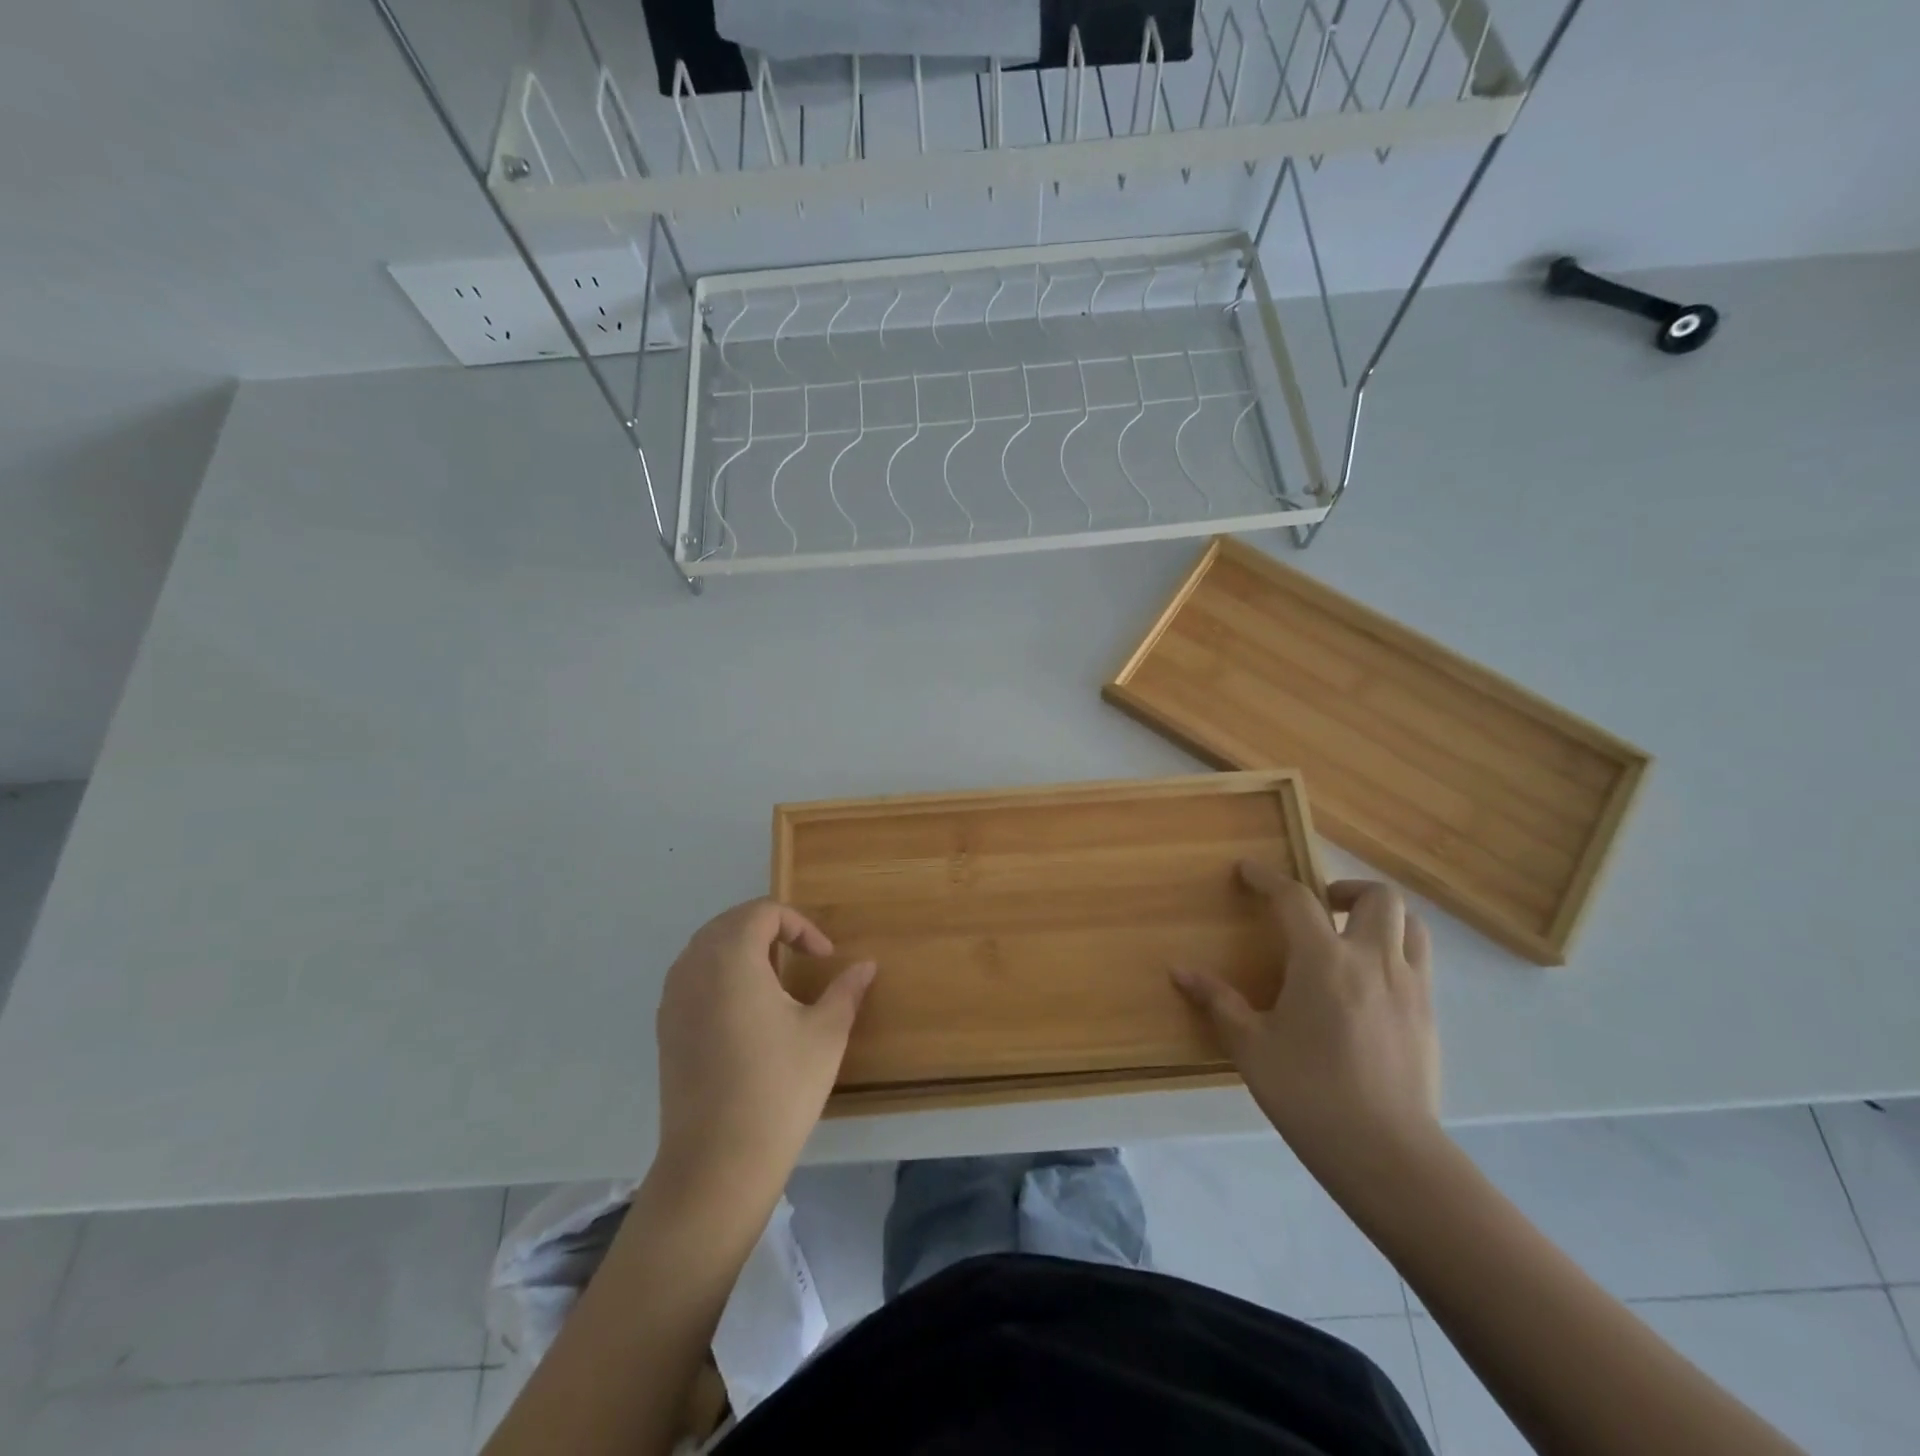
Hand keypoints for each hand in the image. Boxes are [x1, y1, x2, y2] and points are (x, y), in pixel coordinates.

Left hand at [654, 899, 875, 1202]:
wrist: (717, 1163)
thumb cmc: (779, 1088)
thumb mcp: (826, 1034)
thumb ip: (846, 990)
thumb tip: (866, 965)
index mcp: (731, 958)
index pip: (763, 912)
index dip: (800, 925)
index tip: (825, 957)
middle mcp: (694, 968)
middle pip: (730, 922)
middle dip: (769, 929)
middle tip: (802, 956)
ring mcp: (673, 999)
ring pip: (706, 947)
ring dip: (742, 948)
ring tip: (775, 977)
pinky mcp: (665, 1028)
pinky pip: (692, 976)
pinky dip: (720, 973)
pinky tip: (745, 1009)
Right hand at [1173, 866, 1439, 1184]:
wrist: (1388, 1154)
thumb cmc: (1309, 1094)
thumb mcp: (1251, 1047)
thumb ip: (1218, 1002)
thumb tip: (1179, 971)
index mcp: (1324, 961)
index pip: (1295, 899)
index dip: (1268, 879)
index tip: (1248, 871)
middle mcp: (1374, 961)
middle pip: (1378, 897)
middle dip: (1346, 889)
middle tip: (1320, 908)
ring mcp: (1411, 988)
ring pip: (1411, 925)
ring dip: (1380, 917)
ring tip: (1351, 937)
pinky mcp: (1430, 1017)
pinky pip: (1420, 963)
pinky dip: (1395, 952)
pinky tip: (1369, 986)